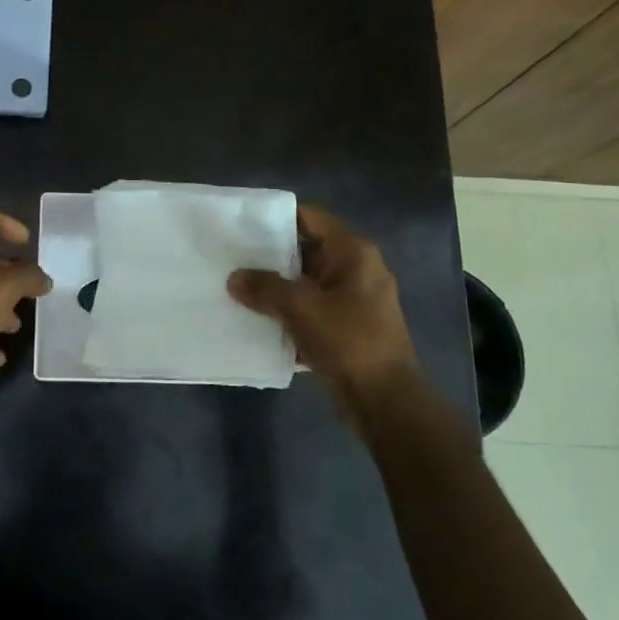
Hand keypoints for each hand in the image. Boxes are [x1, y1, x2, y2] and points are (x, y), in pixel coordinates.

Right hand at [227, 204, 422, 411]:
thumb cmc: (348, 340)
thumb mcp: (300, 307)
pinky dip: (289, 315)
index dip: (278, 218)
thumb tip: (234, 278)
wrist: (384, 401)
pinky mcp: (348, 330)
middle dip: (272, 257)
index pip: (311, 218)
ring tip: (239, 289)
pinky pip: (312, 312)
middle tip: (234, 258)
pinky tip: (258, 322)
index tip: (244, 224)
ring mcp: (354, 302)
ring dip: (278, 289)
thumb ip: (264, 287)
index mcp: (353, 253)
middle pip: (307, 251)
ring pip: (307, 285)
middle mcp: (357, 271)